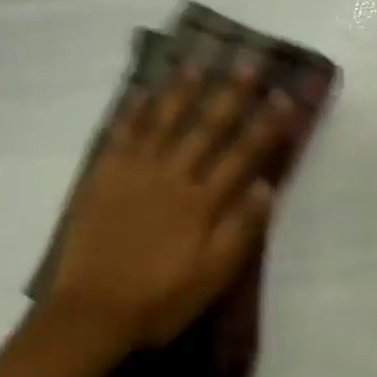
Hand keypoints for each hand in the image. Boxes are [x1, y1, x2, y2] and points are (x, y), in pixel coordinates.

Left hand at [48, 61, 293, 351]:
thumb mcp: (213, 276)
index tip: (284, 97)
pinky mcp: (103, 178)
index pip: (242, 155)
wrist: (92, 312)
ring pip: (163, 122)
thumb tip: (267, 186)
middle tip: (248, 63)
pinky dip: (131, 111)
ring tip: (197, 64)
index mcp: (203, 203)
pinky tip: (140, 92)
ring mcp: (135, 173)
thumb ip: (241, 230)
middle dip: (230, 95)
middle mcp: (173, 177)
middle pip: (206, 128)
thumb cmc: (160, 300)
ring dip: (182, 91)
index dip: (266, 125)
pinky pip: (120, 135)